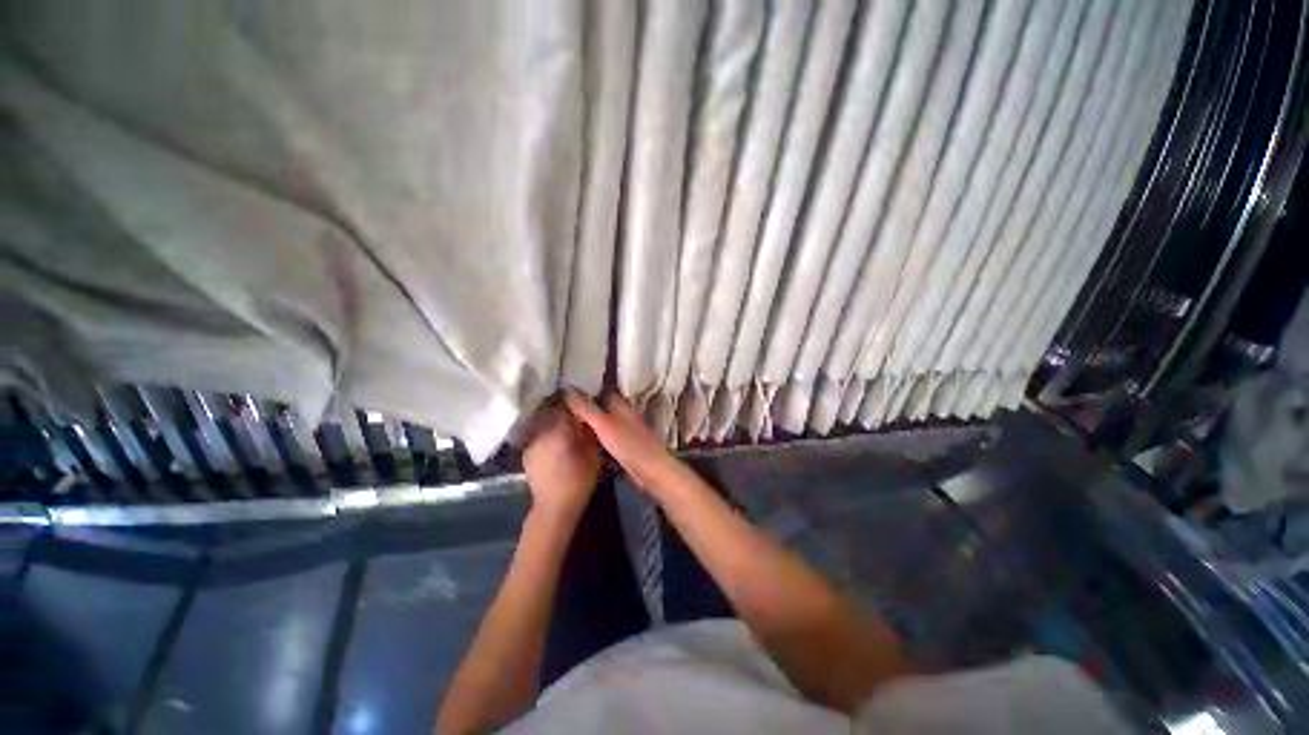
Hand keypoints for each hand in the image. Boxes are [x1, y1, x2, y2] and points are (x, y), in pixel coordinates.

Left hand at [521, 399, 601, 521]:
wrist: (554, 507)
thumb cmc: (579, 480)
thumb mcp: (593, 454)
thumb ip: (590, 432)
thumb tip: (589, 418)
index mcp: (559, 430)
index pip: (564, 405)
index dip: (573, 402)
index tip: (582, 403)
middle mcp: (542, 432)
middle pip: (552, 412)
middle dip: (563, 411)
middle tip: (575, 415)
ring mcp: (531, 442)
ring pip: (544, 423)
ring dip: (553, 423)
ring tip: (564, 428)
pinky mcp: (526, 452)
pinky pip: (538, 436)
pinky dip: (546, 435)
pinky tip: (553, 444)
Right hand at [563, 391, 677, 491]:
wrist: (651, 470)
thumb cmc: (628, 444)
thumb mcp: (603, 424)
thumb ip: (586, 408)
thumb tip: (567, 390)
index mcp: (621, 405)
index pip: (602, 390)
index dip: (586, 389)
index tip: (568, 389)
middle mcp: (624, 414)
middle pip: (602, 407)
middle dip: (586, 408)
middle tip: (563, 408)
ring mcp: (626, 431)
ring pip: (604, 423)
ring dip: (590, 424)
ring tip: (568, 424)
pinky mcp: (626, 447)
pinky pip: (606, 438)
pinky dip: (596, 438)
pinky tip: (583, 443)